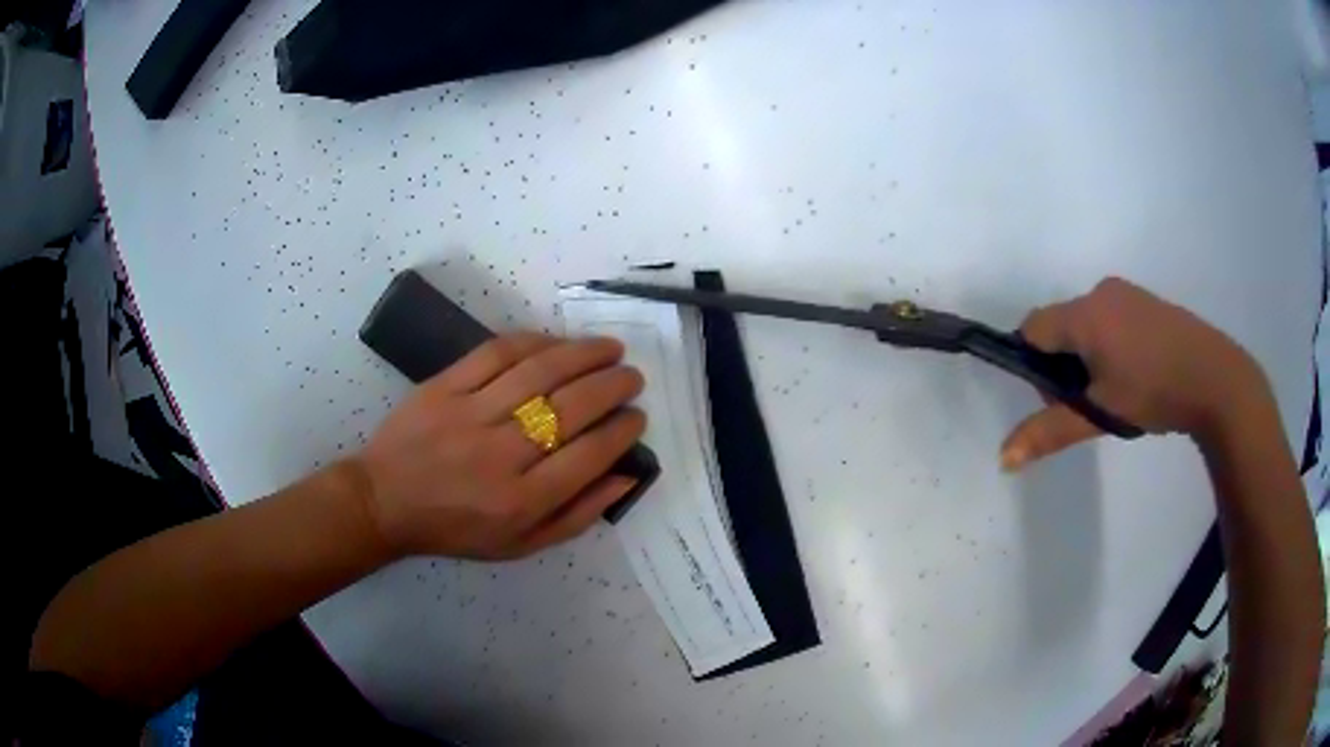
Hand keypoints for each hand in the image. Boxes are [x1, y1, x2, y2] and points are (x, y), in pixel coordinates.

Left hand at [351, 333, 645, 559]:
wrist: (386, 501)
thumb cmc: (457, 530)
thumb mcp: (522, 545)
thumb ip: (578, 515)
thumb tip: (626, 476)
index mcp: (521, 501)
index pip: (589, 455)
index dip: (623, 430)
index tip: (637, 416)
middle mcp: (500, 455)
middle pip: (571, 409)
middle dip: (613, 386)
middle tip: (632, 377)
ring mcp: (469, 414)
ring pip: (539, 372)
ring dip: (584, 354)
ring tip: (610, 348)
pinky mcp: (445, 386)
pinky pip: (497, 353)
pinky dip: (535, 342)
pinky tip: (557, 342)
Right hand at [1001, 277, 1268, 469]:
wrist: (1214, 377)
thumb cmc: (1154, 392)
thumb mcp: (1100, 414)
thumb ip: (1051, 430)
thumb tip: (1002, 459)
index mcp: (1084, 314)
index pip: (1033, 328)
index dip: (1034, 365)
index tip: (1059, 397)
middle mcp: (1100, 291)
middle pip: (1060, 326)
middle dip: (1063, 364)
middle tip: (1091, 401)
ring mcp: (1126, 293)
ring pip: (1086, 324)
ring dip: (1088, 356)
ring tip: (1117, 390)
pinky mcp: (1145, 301)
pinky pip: (1110, 319)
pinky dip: (1109, 346)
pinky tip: (1136, 373)